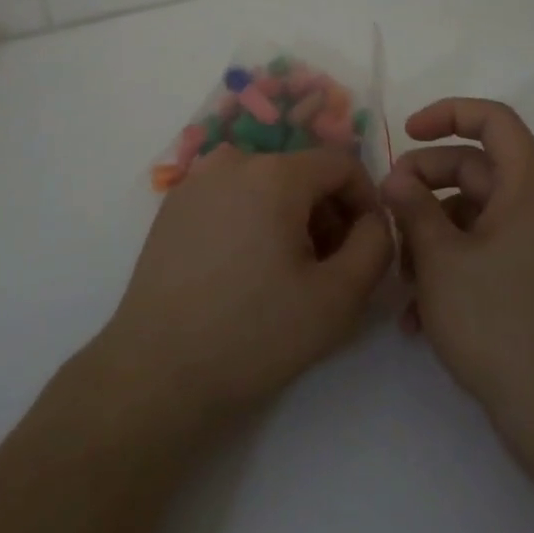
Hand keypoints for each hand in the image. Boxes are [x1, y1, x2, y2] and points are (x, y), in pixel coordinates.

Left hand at [97, 146, 392, 424]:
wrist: (157, 371)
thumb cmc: (254, 333)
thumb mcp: (339, 297)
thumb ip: (376, 244)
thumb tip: (373, 219)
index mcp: (274, 173)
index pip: (342, 163)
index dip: (365, 201)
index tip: (366, 245)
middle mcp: (233, 161)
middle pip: (302, 172)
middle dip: (327, 213)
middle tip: (328, 268)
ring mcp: (197, 180)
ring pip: (266, 184)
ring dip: (290, 217)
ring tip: (287, 273)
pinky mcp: (173, 205)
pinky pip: (232, 196)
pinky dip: (253, 219)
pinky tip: (246, 270)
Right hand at [382, 99, 533, 509]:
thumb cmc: (499, 321)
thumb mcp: (442, 260)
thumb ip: (413, 208)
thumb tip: (395, 178)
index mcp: (527, 185)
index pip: (493, 119)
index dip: (448, 113)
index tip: (406, 132)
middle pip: (472, 168)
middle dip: (423, 184)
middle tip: (385, 209)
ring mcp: (532, 245)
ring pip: (470, 214)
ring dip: (429, 234)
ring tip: (399, 275)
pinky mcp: (525, 280)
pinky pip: (479, 251)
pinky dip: (447, 266)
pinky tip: (414, 313)